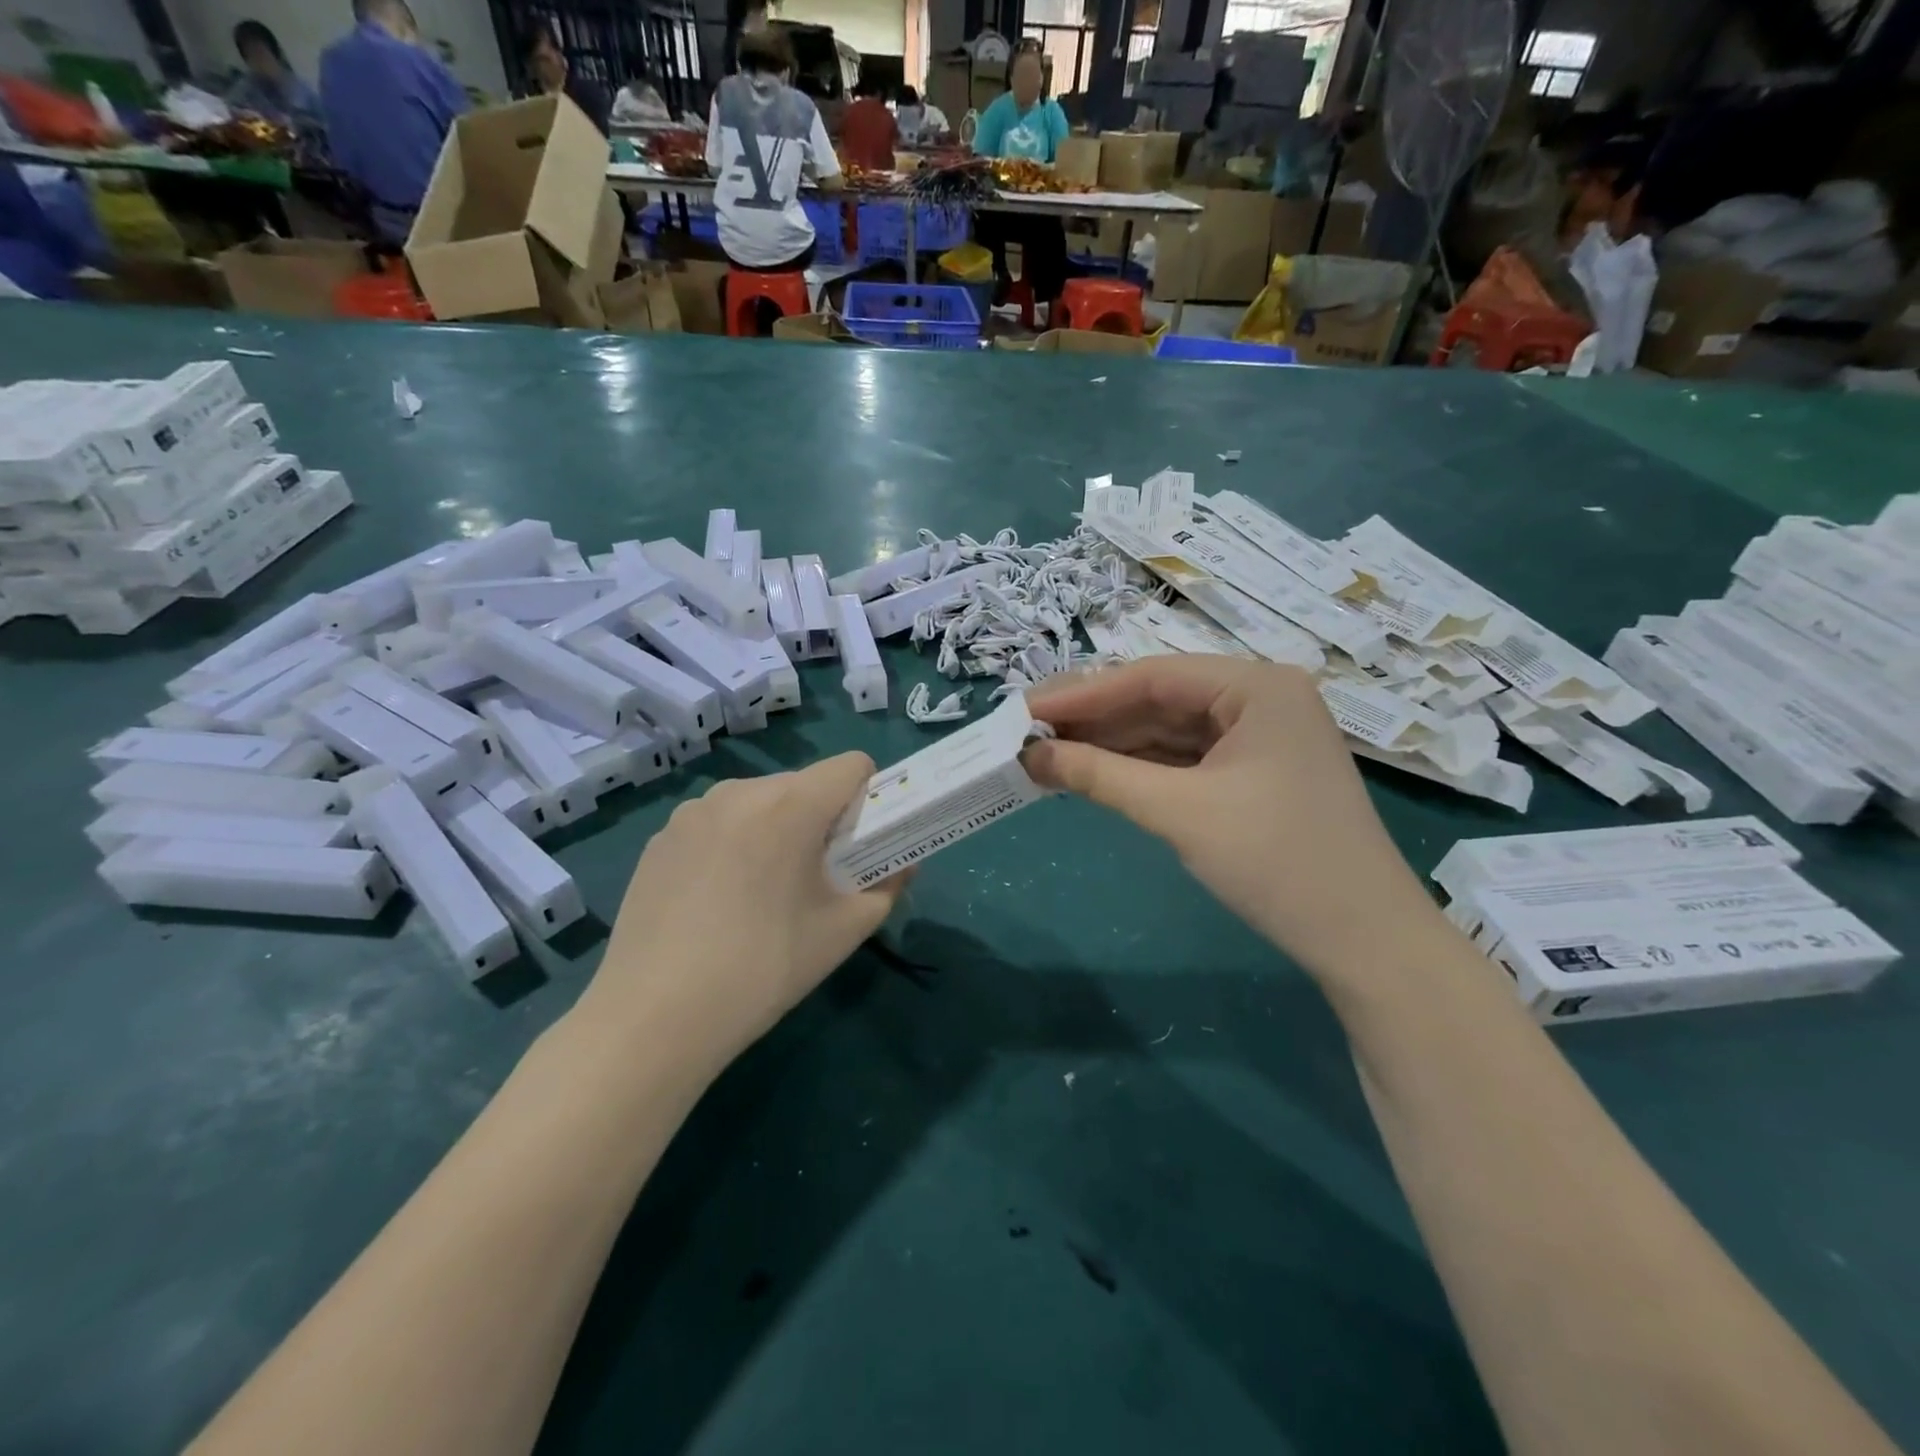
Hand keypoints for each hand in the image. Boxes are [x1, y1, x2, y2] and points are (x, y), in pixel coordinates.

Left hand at [580, 753, 905, 1073]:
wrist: (654, 1017)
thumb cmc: (763, 968)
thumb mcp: (843, 932)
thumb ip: (886, 887)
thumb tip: (903, 865)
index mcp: (791, 805)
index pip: (851, 765)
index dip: (867, 797)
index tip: (859, 843)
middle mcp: (740, 791)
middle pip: (803, 784)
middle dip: (820, 818)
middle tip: (814, 877)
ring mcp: (692, 812)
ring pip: (758, 801)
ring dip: (774, 828)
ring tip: (761, 892)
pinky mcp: (660, 837)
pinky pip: (717, 823)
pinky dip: (733, 844)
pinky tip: (716, 901)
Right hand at [1024, 657, 1445, 984]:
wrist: (1364, 941)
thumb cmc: (1275, 861)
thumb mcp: (1178, 812)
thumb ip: (1099, 775)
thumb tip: (1028, 755)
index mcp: (1257, 686)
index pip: (1151, 676)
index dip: (1082, 694)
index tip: (1023, 708)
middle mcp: (1261, 699)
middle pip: (1159, 700)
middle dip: (1094, 720)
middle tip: (1027, 733)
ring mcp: (1260, 737)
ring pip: (1169, 731)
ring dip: (1112, 745)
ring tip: (1048, 754)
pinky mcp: (1254, 774)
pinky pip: (1184, 760)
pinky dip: (1140, 769)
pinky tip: (1094, 774)